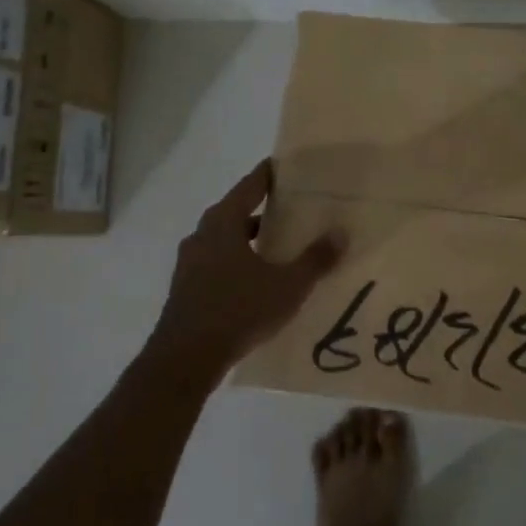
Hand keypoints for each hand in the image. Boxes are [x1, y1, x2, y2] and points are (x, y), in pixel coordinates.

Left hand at [147, 160, 346, 384]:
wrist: (185, 358)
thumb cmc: (238, 310)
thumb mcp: (287, 285)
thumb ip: (315, 259)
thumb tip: (341, 233)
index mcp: (224, 222)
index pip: (251, 185)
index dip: (271, 174)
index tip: (289, 166)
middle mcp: (203, 234)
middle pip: (236, 210)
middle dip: (263, 208)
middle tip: (293, 206)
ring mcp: (190, 262)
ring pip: (226, 239)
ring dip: (249, 238)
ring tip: (279, 244)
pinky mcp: (186, 287)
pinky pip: (218, 262)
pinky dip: (238, 260)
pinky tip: (257, 278)